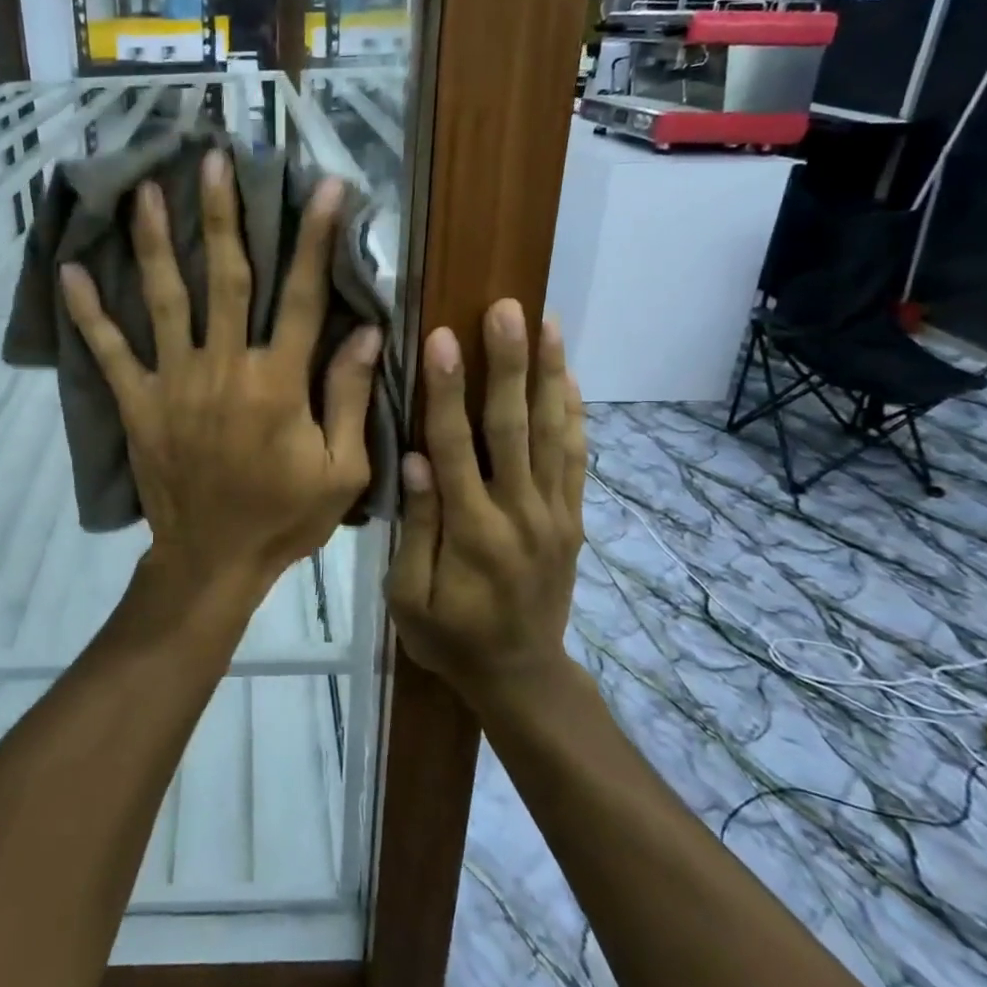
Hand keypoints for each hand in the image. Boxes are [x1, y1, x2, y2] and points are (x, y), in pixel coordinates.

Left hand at [60, 150, 381, 596]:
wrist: (213, 561)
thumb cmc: (284, 517)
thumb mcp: (340, 469)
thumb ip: (349, 397)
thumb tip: (365, 331)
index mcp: (279, 382)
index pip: (304, 297)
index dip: (315, 239)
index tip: (325, 187)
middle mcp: (225, 367)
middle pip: (227, 279)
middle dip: (224, 216)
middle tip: (213, 160)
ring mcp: (175, 382)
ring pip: (166, 300)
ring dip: (157, 242)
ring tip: (145, 191)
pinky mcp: (139, 403)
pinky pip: (111, 352)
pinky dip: (90, 314)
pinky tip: (71, 272)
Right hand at [385, 300, 586, 711]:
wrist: (521, 676)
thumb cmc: (449, 637)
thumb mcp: (409, 597)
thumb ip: (416, 528)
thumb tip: (416, 459)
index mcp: (472, 532)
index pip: (456, 447)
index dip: (448, 391)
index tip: (444, 338)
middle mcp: (520, 513)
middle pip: (514, 427)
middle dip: (509, 364)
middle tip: (507, 310)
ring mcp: (554, 514)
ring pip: (553, 434)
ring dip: (549, 375)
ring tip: (548, 324)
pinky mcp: (572, 519)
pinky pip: (576, 459)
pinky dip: (574, 415)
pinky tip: (569, 377)